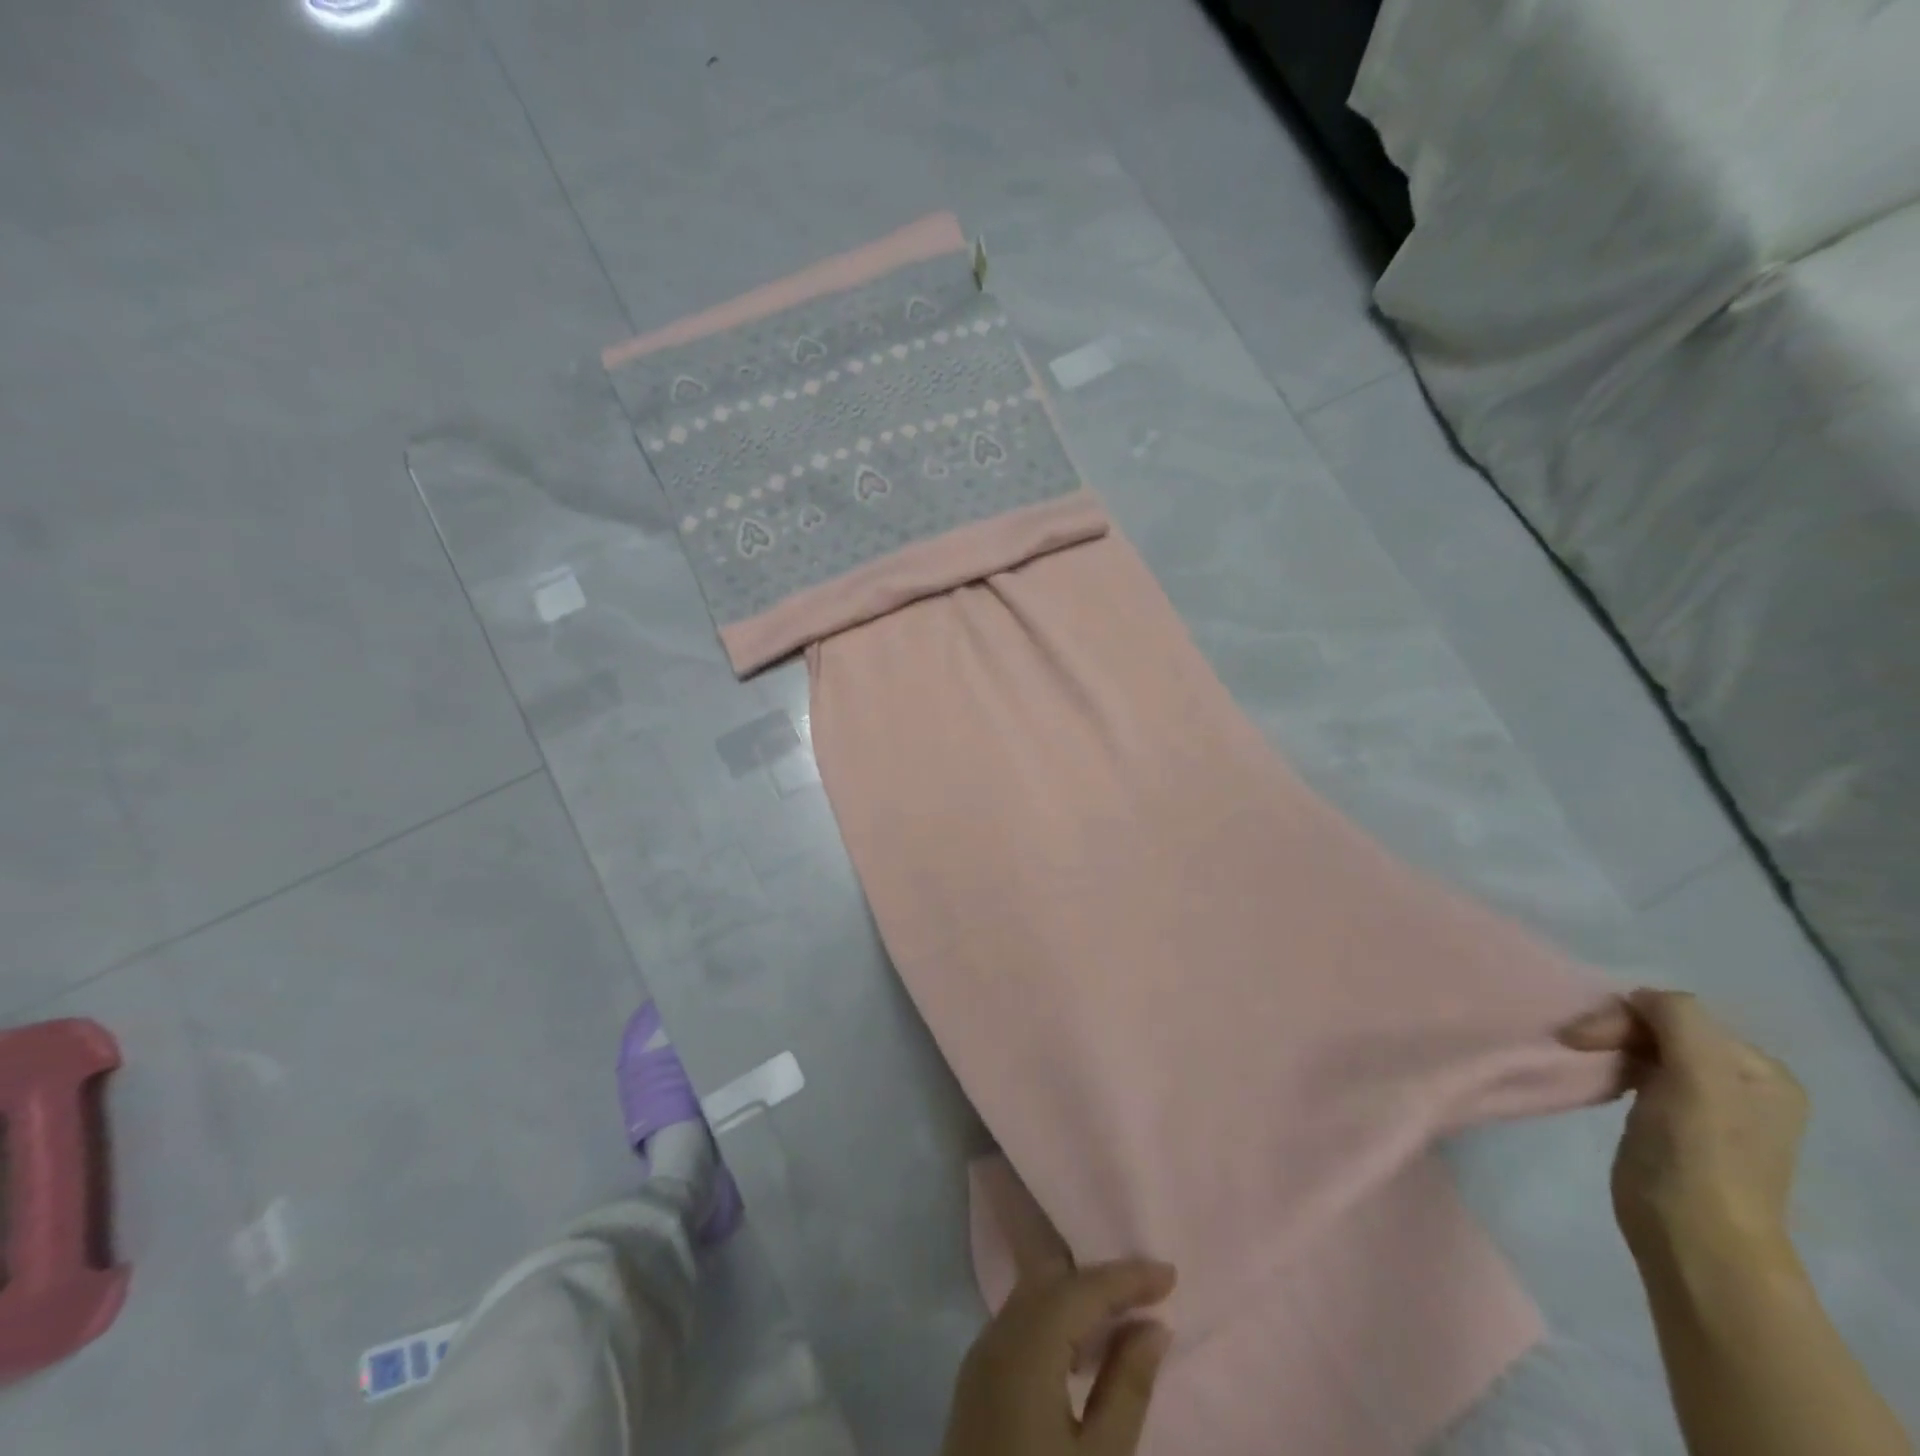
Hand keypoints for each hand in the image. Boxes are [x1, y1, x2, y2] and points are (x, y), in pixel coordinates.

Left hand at [940, 1258, 1176, 1455]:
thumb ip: (1127, 1387)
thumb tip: (1153, 1327)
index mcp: (1024, 1348)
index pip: (1081, 1289)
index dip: (1127, 1277)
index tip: (1170, 1274)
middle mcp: (996, 1336)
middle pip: (1050, 1280)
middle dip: (1100, 1276)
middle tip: (1149, 1285)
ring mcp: (980, 1357)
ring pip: (1032, 1297)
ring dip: (1077, 1294)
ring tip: (1126, 1308)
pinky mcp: (977, 1381)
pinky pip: (1020, 1323)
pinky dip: (1056, 1317)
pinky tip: (1085, 1341)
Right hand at [1561, 989, 1807, 1259]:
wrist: (1691, 1236)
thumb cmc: (1699, 1153)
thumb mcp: (1700, 1075)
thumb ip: (1678, 1018)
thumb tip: (1638, 996)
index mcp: (1760, 1071)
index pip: (1679, 1014)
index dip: (1627, 1016)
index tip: (1580, 1036)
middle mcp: (1740, 1083)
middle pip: (1662, 1028)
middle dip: (1614, 1029)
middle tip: (1572, 1043)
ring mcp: (1705, 1105)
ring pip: (1645, 1048)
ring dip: (1608, 1046)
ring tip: (1578, 1056)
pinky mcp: (1669, 1122)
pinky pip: (1637, 1073)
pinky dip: (1610, 1067)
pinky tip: (1596, 1079)